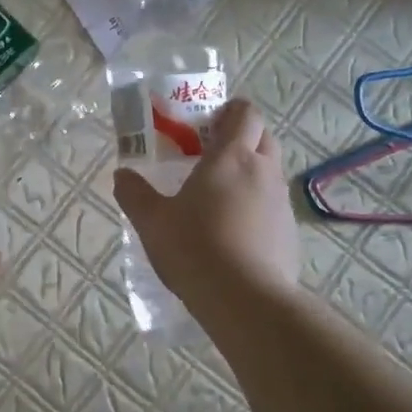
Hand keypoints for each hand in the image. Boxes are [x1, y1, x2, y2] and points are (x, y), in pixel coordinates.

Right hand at [113, 98, 299, 312]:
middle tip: (212, 156)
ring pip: (271, 174)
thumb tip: (122, 175)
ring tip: (220, 199)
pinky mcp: (289, 234)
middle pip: (264, 138)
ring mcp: (281, 203)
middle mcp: (263, 172)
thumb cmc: (195, 247)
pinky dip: (258, 209)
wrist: (245, 299)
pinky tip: (235, 234)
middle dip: (243, 139)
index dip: (231, 111)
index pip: (246, 114)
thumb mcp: (152, 221)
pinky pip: (273, 208)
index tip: (210, 123)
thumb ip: (135, 194)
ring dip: (251, 174)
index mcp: (232, 157)